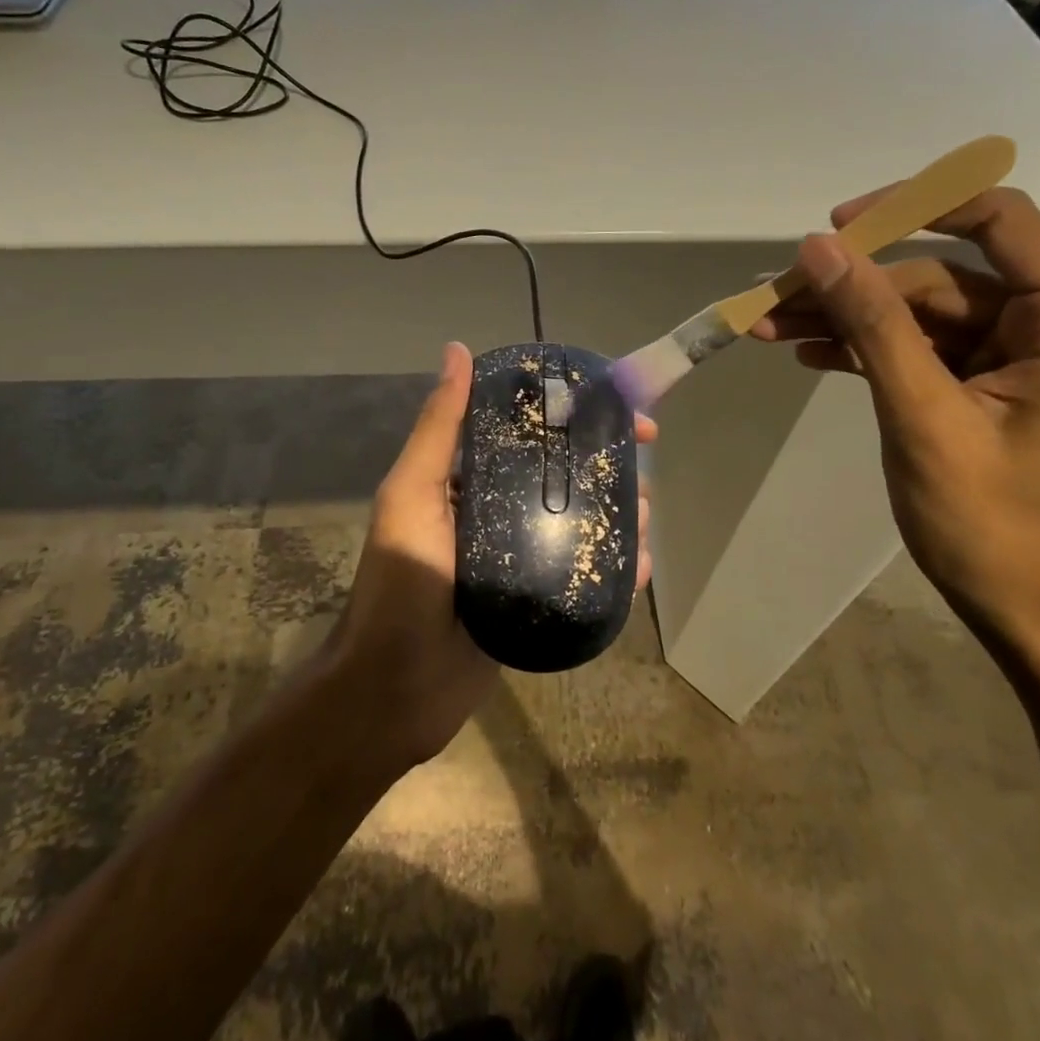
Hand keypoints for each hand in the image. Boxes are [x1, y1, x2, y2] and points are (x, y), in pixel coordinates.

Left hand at [327, 341, 656, 769]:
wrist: (395, 690)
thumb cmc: (400, 584)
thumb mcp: (412, 495)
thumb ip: (439, 429)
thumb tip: (457, 350)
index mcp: (471, 481)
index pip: (532, 435)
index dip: (578, 420)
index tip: (621, 417)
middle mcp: (499, 512)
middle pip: (566, 479)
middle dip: (608, 472)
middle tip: (640, 477)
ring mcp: (522, 559)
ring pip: (583, 525)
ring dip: (620, 518)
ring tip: (644, 524)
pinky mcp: (539, 601)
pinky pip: (584, 575)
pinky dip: (615, 568)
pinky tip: (640, 570)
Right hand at [751, 188, 1039, 667]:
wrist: (1032, 614)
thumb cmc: (991, 526)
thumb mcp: (922, 418)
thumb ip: (873, 324)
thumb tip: (818, 249)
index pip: (997, 219)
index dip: (912, 207)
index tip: (834, 229)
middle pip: (941, 276)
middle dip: (853, 289)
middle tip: (771, 304)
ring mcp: (1026, 356)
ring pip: (923, 313)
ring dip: (849, 321)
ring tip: (771, 331)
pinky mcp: (995, 384)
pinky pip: (927, 349)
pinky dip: (872, 351)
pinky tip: (811, 355)